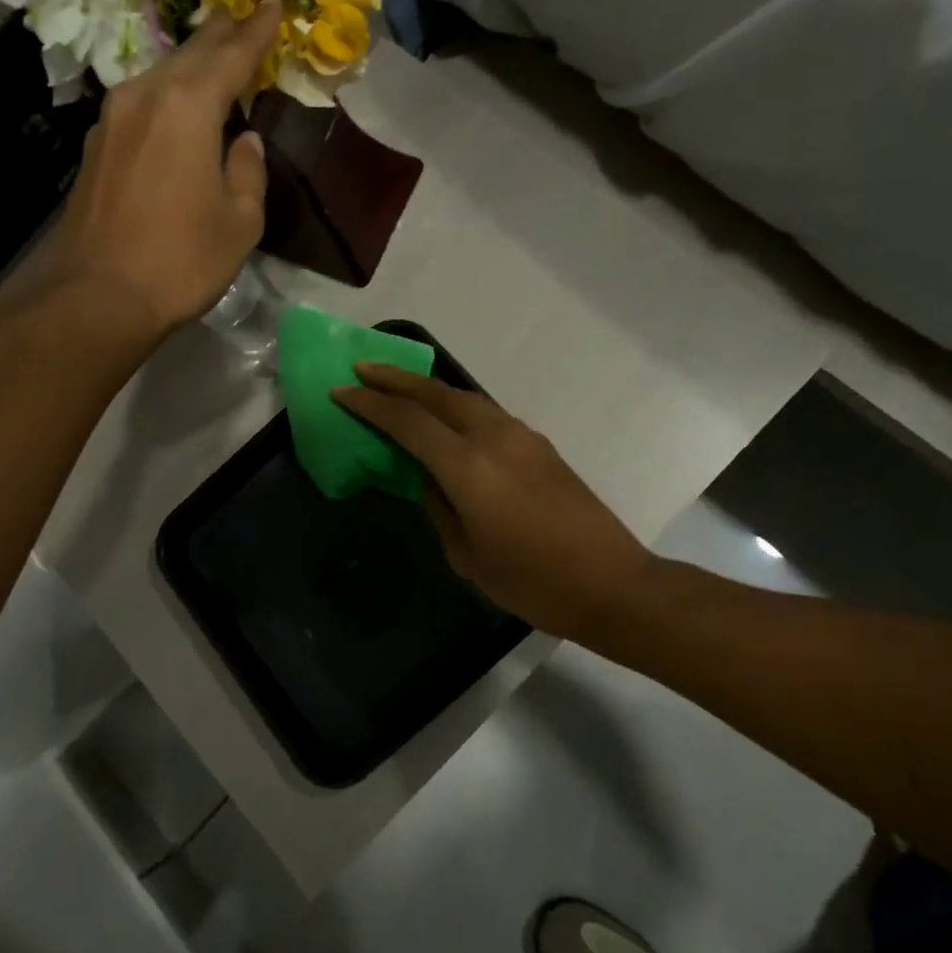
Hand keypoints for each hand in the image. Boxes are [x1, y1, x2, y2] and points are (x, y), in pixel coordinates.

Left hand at [39, 2, 281, 332]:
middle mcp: (145, 98)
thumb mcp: (240, 222)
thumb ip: (247, 172)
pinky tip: (176, 107)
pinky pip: (141, 104)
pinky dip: (167, 96)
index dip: (257, 31)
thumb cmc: (182, 260)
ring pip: (161, 76)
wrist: (100, 296)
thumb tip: (243, 144)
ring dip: (191, 65)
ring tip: (213, 57)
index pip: (231, 56)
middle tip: (244, 14)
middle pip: (190, 55)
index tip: (275, 2)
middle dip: (221, 35)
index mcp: (188, 108)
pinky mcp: (96, 147)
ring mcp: (113, 120)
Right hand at [333, 364, 656, 643]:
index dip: (370, 404)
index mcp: (468, 466)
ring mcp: (521, 436)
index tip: (341, 391)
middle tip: (363, 369)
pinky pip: (485, 413)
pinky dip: (455, 406)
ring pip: (464, 397)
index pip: (408, 421)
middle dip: (396, 378)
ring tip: (397, 387)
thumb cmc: (531, 582)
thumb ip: (438, 505)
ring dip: (427, 388)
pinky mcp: (539, 444)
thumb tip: (426, 476)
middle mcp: (494, 437)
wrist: (611, 583)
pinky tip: (444, 418)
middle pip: (437, 394)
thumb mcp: (466, 553)